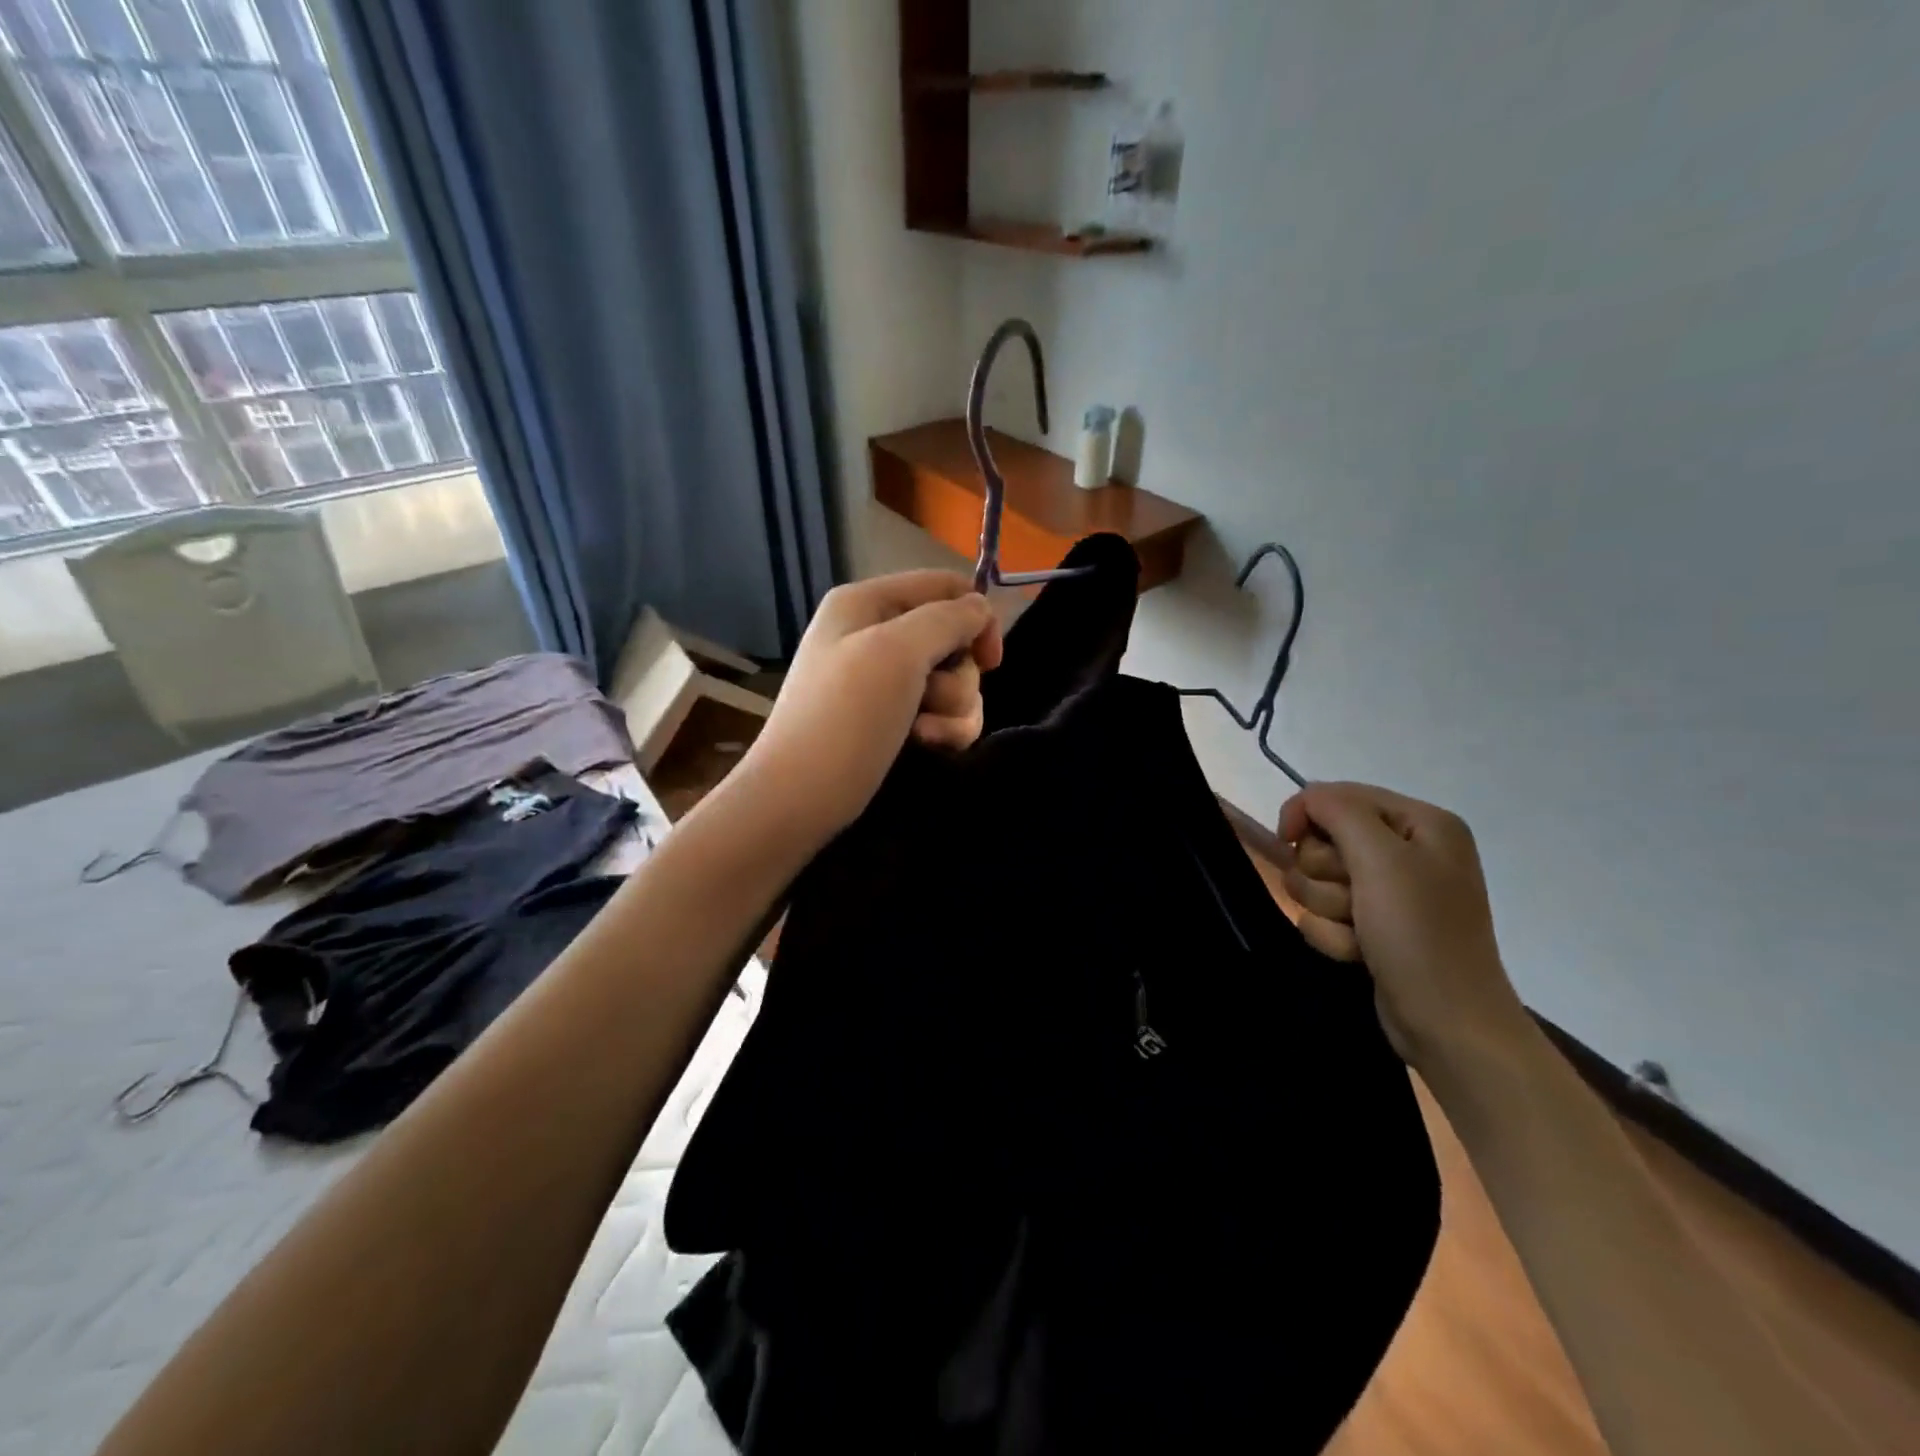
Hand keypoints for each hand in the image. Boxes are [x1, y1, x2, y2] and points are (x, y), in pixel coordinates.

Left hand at [739, 571, 1002, 842]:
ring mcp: (883, 681)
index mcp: (868, 603)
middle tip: (932, 701)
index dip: (976, 617)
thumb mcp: (898, 651)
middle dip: (958, 677)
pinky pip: (940, 713)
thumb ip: (949, 619)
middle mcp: (876, 635)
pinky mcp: (892, 720)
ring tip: (925, 735)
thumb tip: (981, 609)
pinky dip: (943, 730)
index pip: (945, 586)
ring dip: (954, 710)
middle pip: (954, 640)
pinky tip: (925, 745)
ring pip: (954, 682)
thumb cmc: (847, 717)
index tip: (989, 660)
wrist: (800, 799)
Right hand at [1277, 783, 1528, 1069]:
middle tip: (1353, 899)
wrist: (1447, 1023)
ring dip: (1327, 909)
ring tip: (1359, 932)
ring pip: (1316, 881)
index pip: (1338, 795)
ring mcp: (1389, 892)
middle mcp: (1407, 851)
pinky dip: (1333, 935)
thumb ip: (1338, 812)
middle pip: (1322, 840)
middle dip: (1325, 874)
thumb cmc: (1419, 933)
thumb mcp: (1381, 859)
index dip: (1306, 814)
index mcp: (1421, 823)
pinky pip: (1324, 915)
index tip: (1287, 838)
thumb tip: (1305, 799)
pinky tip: (1359, 953)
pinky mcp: (1372, 926)